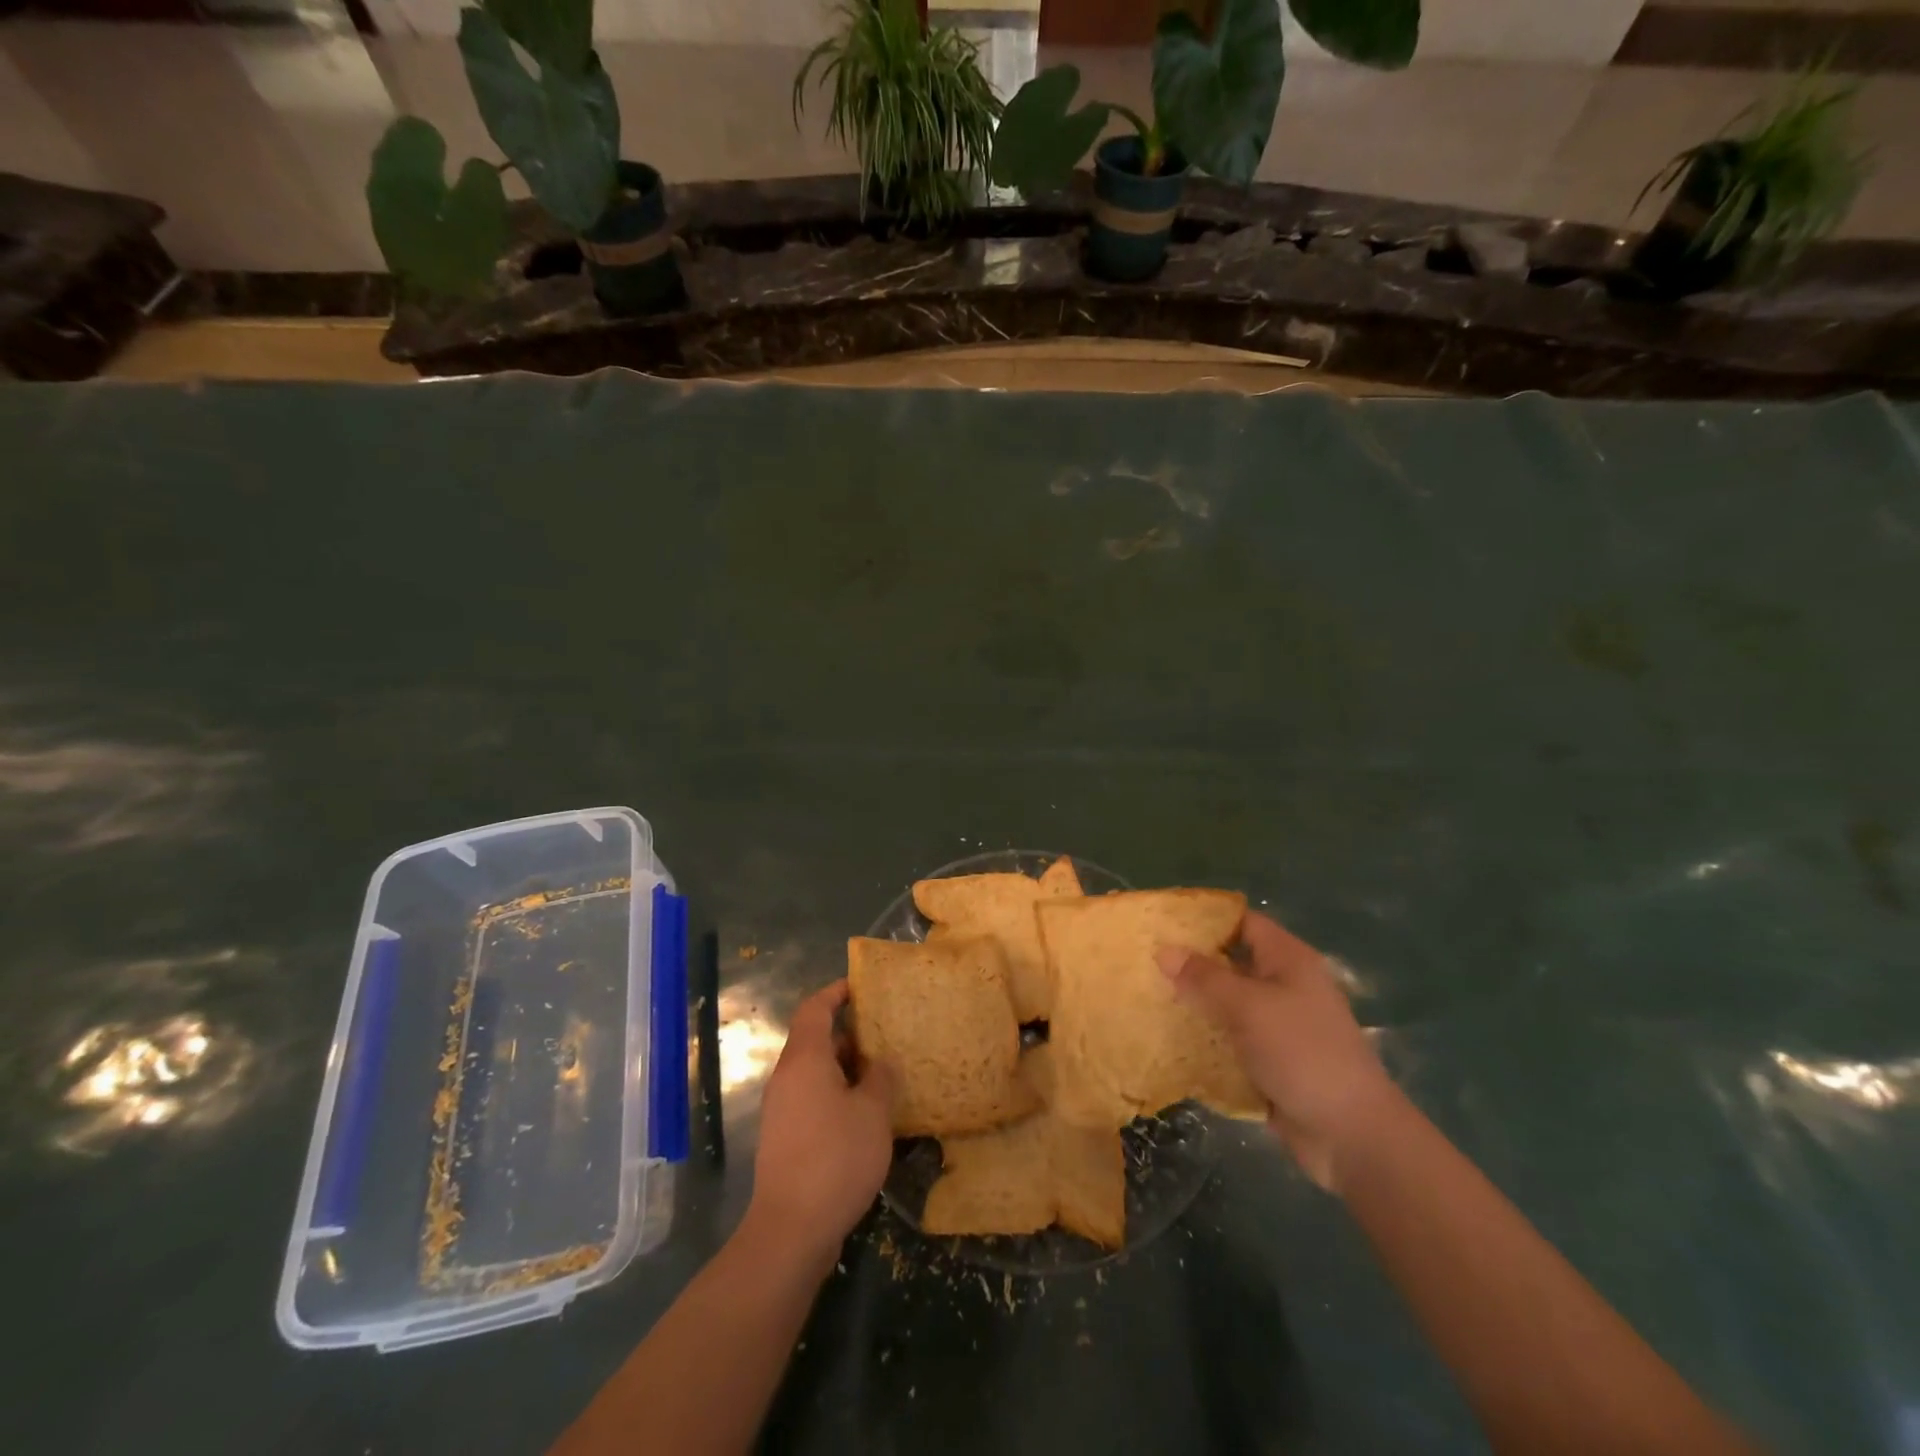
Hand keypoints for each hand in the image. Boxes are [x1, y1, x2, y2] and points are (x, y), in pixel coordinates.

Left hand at [746, 980, 894, 1262]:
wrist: (791, 1230)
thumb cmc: (835, 1159)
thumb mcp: (873, 1113)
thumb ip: (880, 1079)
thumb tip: (881, 1063)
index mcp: (804, 1060)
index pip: (815, 1008)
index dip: (836, 992)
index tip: (862, 987)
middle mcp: (787, 1078)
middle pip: (814, 1039)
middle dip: (850, 1033)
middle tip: (886, 1034)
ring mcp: (782, 1109)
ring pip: (815, 1072)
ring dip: (846, 1067)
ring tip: (883, 1073)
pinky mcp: (784, 1138)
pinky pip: (812, 1098)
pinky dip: (837, 1093)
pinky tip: (865, 1114)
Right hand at [1157, 913, 1396, 1192]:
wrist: (1351, 1135)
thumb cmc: (1302, 1053)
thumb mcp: (1249, 1007)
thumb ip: (1204, 977)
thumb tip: (1164, 950)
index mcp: (1288, 960)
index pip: (1243, 922)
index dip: (1205, 918)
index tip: (1163, 922)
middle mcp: (1285, 986)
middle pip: (1232, 962)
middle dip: (1191, 963)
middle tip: (1145, 961)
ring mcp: (1279, 1026)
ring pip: (1228, 1004)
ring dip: (1195, 1003)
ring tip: (1147, 996)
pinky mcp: (1271, 1061)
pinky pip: (1230, 1040)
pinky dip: (1205, 1038)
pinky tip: (1170, 1038)